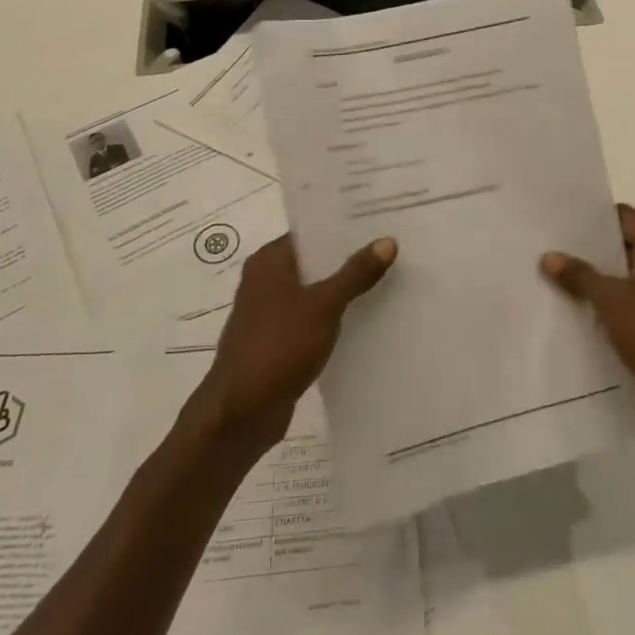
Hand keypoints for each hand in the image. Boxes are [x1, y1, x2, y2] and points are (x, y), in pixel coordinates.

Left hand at [189, 233, 396, 454]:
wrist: (239, 414)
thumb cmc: (277, 347)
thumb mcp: (323, 305)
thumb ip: (355, 273)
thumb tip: (387, 241)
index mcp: (269, 261)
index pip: (311, 231)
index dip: (344, 226)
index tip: (380, 219)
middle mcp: (266, 280)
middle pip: (315, 260)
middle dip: (350, 257)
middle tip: (394, 247)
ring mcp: (271, 313)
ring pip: (315, 291)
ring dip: (344, 289)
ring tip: (389, 279)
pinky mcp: (278, 342)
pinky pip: (313, 319)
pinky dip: (335, 317)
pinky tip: (367, 319)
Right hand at [541, 204, 634, 431]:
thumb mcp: (608, 299)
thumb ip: (578, 275)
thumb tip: (549, 257)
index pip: (624, 216)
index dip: (594, 218)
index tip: (563, 223)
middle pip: (625, 244)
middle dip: (592, 248)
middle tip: (556, 247)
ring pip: (627, 273)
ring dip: (599, 276)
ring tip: (561, 275)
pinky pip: (632, 298)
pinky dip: (610, 298)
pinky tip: (581, 305)